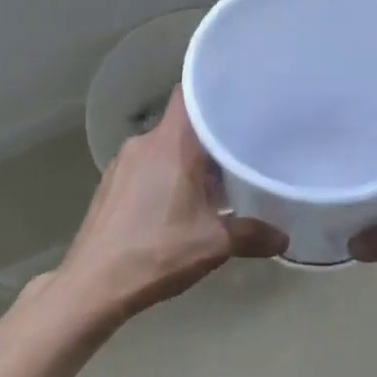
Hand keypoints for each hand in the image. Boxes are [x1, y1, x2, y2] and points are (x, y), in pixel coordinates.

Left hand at [55, 87, 287, 323]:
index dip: (211, 91)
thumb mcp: (213, 244)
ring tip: (213, 181)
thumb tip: (284, 239)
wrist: (92, 285)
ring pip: (163, 147)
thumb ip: (251, 234)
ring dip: (186, 159)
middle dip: (208, 136)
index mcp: (170, 143)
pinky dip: (164, 174)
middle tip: (238, 149)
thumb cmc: (156, 251)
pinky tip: (178, 203)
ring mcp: (122, 163)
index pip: (189, 94)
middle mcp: (144, 143)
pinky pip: (146, 166)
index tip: (236, 100)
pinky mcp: (110, 185)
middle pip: (181, 123)